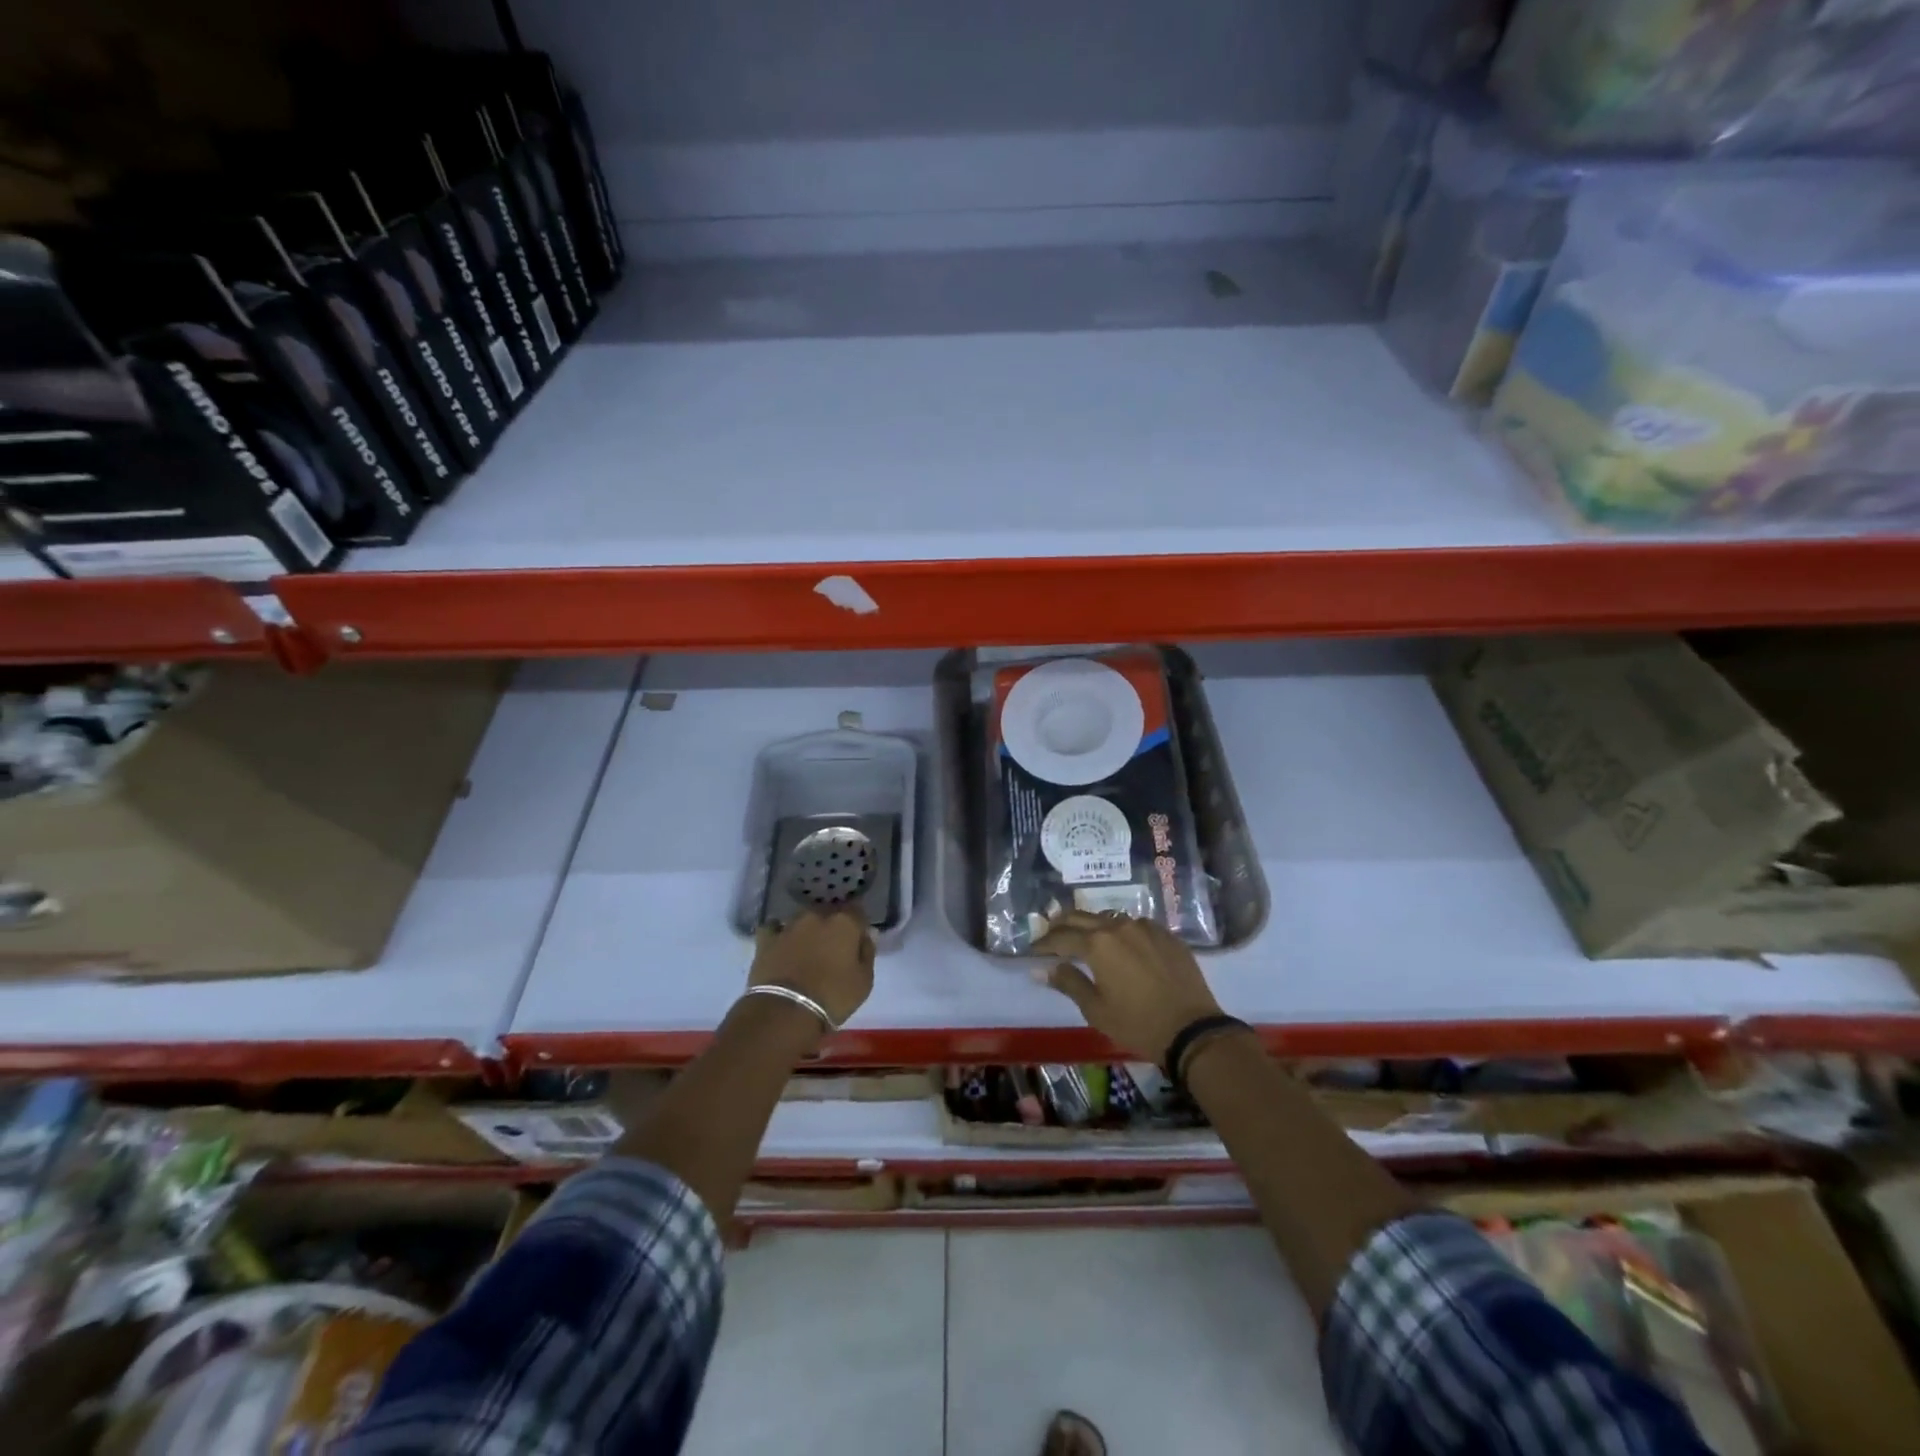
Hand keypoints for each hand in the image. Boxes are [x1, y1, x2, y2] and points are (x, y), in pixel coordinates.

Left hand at [750, 909, 874, 1027]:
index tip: (858, 942)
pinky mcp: (766, 939)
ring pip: (803, 920)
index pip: (858, 912)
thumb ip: (867, 953)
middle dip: (832, 927)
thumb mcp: (864, 981)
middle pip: (829, 914)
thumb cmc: (832, 997)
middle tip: (833, 950)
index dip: (858, 926)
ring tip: (807, 950)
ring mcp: (789, 925)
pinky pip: (774, 929)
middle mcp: (817, 916)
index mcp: (844, 922)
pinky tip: (781, 945)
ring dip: (807, 931)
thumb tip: (866, 936)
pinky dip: (779, 934)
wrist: (784, 1011)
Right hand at [1032, 911, 1222, 1062]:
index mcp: (1097, 944)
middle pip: (1082, 918)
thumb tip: (1042, 969)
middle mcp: (1119, 927)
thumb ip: (1068, 983)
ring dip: (1092, 926)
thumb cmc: (1138, 1023)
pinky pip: (1136, 926)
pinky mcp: (1167, 935)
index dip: (1044, 943)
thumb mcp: (1096, 1009)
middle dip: (1062, 924)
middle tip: (1050, 933)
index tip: (1033, 950)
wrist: (1192, 1029)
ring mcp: (1146, 927)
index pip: (1061, 937)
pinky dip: (1121, 931)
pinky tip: (1121, 944)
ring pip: (1110, 919)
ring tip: (1084, 936)